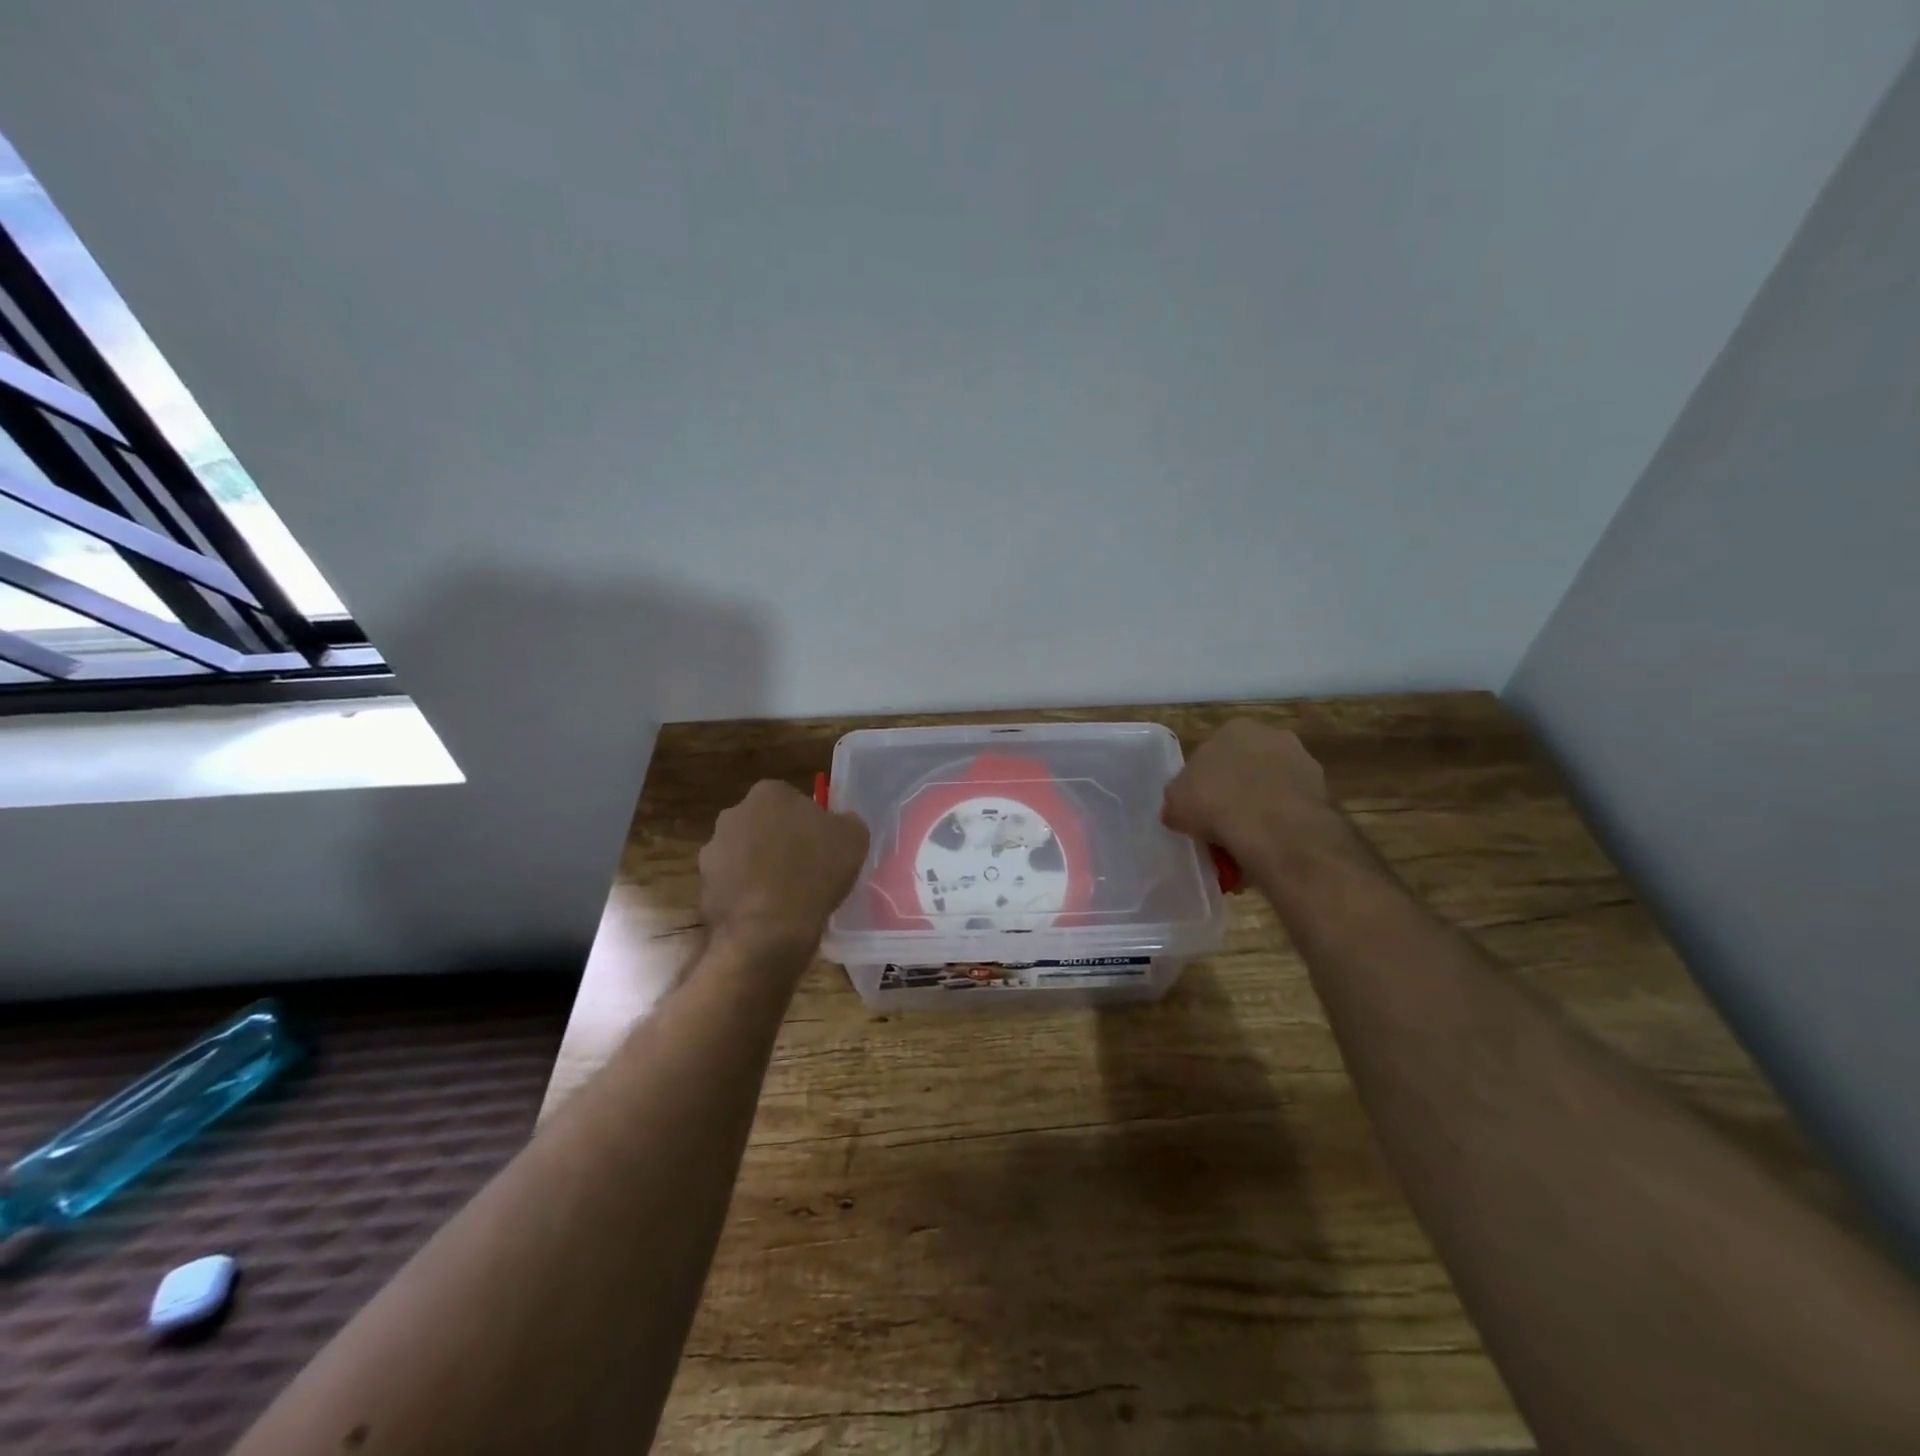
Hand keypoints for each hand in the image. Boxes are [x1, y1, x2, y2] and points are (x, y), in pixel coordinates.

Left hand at [698, 780, 870, 952]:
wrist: (768, 929)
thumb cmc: (814, 871)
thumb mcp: (854, 837)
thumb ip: (846, 821)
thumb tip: (839, 824)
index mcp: (769, 793)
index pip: (792, 799)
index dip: (809, 822)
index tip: (822, 845)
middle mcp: (733, 814)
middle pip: (764, 824)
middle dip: (780, 841)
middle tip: (806, 868)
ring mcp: (713, 851)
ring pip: (745, 855)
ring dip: (761, 869)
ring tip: (787, 896)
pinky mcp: (703, 887)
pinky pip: (733, 886)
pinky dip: (747, 896)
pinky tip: (768, 914)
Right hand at [1162, 719, 1336, 865]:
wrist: (1274, 828)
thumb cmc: (1216, 802)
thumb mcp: (1175, 803)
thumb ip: (1178, 801)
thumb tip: (1180, 811)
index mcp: (1233, 728)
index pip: (1212, 752)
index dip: (1204, 781)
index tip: (1200, 806)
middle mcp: (1271, 735)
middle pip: (1246, 765)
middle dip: (1237, 789)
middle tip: (1223, 820)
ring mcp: (1302, 761)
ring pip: (1273, 785)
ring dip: (1263, 804)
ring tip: (1248, 837)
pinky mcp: (1323, 790)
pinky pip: (1293, 806)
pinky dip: (1283, 821)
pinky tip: (1271, 842)